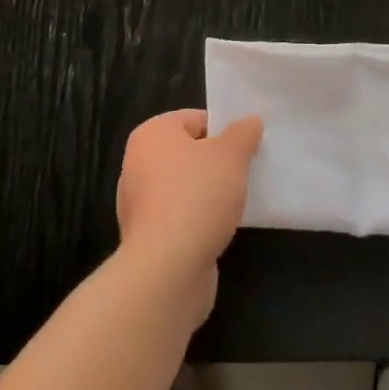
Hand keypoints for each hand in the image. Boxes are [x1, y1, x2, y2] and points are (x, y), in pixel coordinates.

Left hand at [115, 109, 262, 325]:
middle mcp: (137, 164)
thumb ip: (243, 134)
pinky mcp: (146, 239)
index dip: (223, 131)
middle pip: (188, 153)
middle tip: (243, 172)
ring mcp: (139, 204)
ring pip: (184, 187)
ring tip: (235, 202)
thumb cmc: (197, 196)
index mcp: (151, 134)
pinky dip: (198, 221)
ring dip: (208, 194)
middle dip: (216, 163)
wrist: (168, 270)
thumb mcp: (231, 155)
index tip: (245, 148)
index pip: (194, 119)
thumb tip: (251, 122)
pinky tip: (219, 229)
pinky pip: (179, 218)